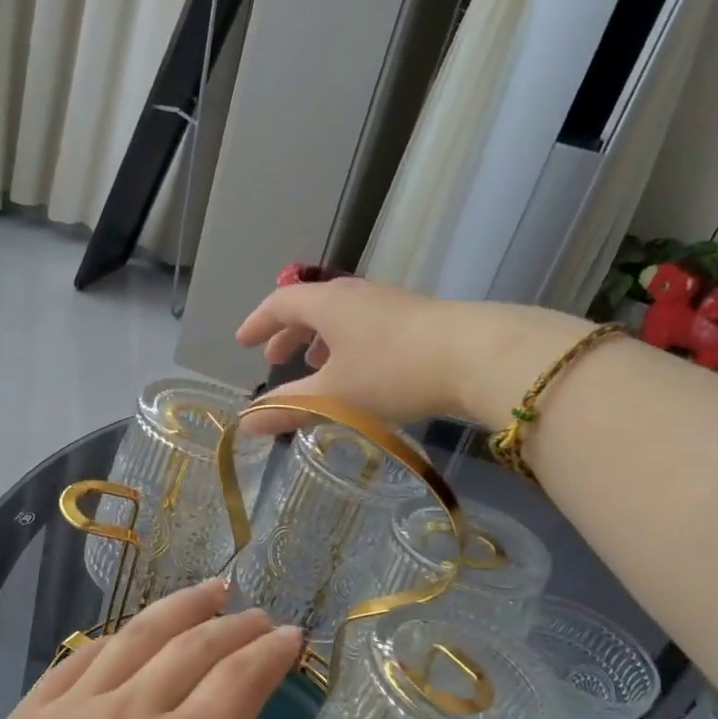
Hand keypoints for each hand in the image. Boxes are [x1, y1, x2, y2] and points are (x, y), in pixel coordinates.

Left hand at [0, 582, 317, 718]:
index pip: (240, 677)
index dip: (271, 651)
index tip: (292, 636)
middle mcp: (126, 716)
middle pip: (193, 645)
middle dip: (235, 624)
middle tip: (259, 615)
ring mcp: (69, 710)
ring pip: (135, 636)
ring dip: (180, 609)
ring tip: (210, 592)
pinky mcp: (26, 717)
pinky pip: (78, 658)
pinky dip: (116, 640)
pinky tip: (135, 634)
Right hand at [234, 278, 585, 430]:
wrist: (475, 356)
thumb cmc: (392, 372)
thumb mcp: (333, 397)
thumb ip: (288, 409)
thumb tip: (245, 424)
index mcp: (328, 304)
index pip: (280, 303)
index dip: (258, 323)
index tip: (242, 343)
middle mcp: (355, 294)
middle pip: (311, 306)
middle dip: (288, 333)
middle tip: (274, 358)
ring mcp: (388, 303)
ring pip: (341, 316)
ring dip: (319, 339)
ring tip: (315, 365)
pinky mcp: (415, 318)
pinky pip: (365, 325)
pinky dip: (347, 343)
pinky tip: (360, 370)